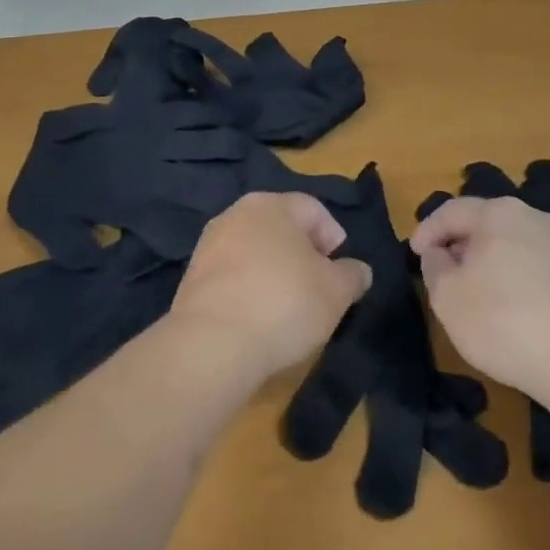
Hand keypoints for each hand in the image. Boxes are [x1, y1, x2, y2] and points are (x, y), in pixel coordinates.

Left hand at [171, 193, 370, 378]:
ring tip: (288, 307)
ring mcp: (208, 245)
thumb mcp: (337, 291)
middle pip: (280, 228)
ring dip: (273, 271)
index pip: (313, 209)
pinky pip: (232, 276)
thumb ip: (353, 275)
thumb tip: (357, 270)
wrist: (212, 344)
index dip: (333, 236)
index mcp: (272, 205)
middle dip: (302, 254)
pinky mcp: (191, 278)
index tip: (340, 270)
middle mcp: (236, 214)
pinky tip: (258, 318)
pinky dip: (248, 289)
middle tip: (318, 287)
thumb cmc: (284, 303)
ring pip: (254, 251)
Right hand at [410, 195, 549, 399]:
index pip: (451, 211)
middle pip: (484, 223)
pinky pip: (535, 265)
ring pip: (512, 243)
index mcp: (498, 212)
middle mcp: (533, 216)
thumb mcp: (448, 297)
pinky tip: (512, 308)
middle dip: (459, 244)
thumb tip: (440, 253)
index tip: (413, 254)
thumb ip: (434, 267)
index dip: (427, 231)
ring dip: (489, 262)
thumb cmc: (505, 321)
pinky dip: (515, 277)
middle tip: (442, 271)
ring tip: (475, 292)